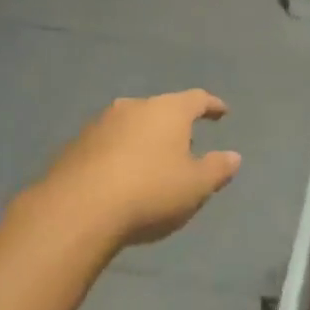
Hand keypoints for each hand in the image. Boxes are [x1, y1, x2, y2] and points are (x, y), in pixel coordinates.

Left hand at [31, 90, 242, 249]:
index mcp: (168, 110)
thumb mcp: (195, 186)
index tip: (222, 112)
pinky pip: (107, 144)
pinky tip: (121, 178)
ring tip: (152, 163)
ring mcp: (100, 124)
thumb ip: (217, 169)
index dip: (212, 105)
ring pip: (131, 125)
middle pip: (161, 109)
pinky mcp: (75, 145)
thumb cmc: (149, 191)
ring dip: (144, 139)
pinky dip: (120, 155)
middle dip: (175, 125)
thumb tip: (234, 156)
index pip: (197, 99)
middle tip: (186, 145)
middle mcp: (133, 107)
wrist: (77, 210)